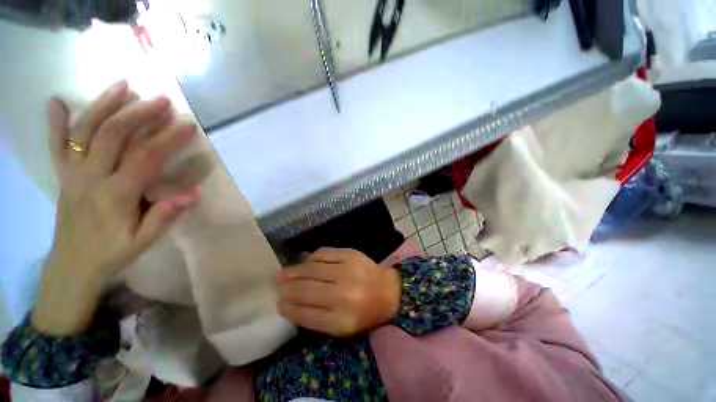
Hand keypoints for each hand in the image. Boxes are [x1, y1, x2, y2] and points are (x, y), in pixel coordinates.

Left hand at [33, 81, 199, 335]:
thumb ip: (165, 215)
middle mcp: (90, 178)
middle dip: (140, 114)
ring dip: (104, 105)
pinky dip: (55, 123)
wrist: (73, 264)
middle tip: (162, 100)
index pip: (145, 158)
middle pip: (113, 135)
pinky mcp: (62, 175)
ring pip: (84, 131)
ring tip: (123, 86)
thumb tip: (194, 193)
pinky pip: (56, 146)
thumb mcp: (144, 240)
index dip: (168, 139)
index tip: (188, 126)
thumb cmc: (113, 252)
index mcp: (115, 195)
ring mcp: (72, 174)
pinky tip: (56, 102)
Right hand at [278, 248, 400, 336]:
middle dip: (287, 288)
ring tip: (284, 273)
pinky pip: (324, 253)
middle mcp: (344, 295)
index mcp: (342, 321)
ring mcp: (348, 271)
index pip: (305, 314)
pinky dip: (311, 258)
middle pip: (306, 290)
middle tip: (278, 286)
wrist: (388, 290)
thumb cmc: (365, 313)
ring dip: (295, 271)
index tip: (278, 303)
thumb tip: (291, 303)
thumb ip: (316, 318)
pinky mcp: (351, 254)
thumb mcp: (342, 327)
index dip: (288, 308)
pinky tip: (306, 262)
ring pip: (312, 269)